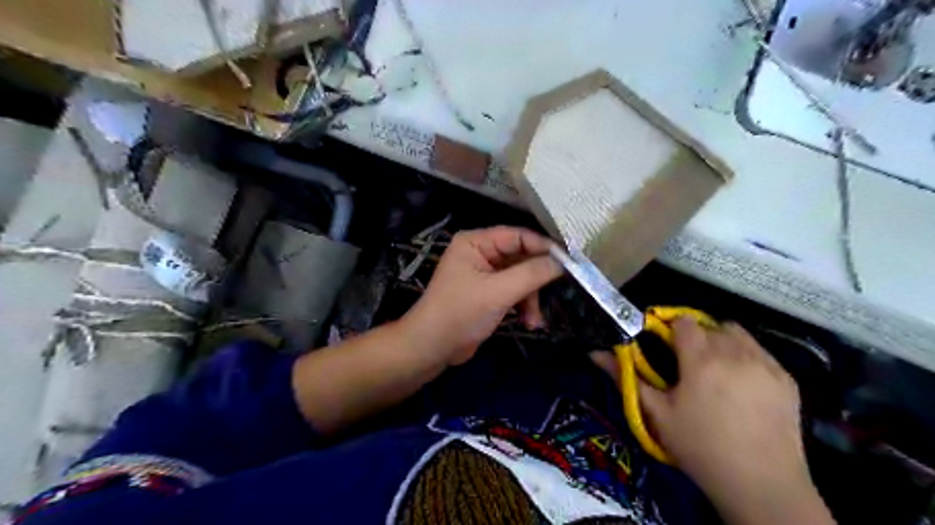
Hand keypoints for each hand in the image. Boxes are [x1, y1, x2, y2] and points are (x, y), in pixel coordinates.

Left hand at [403, 225, 561, 364]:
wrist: (432, 348)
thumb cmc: (460, 313)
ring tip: (534, 320)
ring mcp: (485, 274)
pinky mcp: (488, 293)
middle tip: (558, 292)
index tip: (570, 262)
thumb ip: (532, 274)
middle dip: (536, 280)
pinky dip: (523, 306)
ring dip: (531, 298)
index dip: (544, 247)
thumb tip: (563, 262)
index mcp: (476, 242)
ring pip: (521, 277)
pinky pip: (514, 291)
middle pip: (522, 257)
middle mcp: (481, 252)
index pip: (518, 235)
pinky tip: (529, 323)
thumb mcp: (498, 292)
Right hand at [591, 318, 832, 522]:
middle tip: (687, 365)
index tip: (663, 347)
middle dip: (694, 337)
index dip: (669, 329)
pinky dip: (746, 356)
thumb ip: (626, 378)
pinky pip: (760, 351)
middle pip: (708, 325)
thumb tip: (595, 352)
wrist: (762, 485)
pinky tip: (742, 385)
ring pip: (736, 333)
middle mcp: (735, 352)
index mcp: (701, 358)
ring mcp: (766, 363)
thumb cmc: (699, 447)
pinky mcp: (787, 379)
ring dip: (721, 341)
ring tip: (715, 370)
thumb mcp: (656, 414)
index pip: (682, 321)